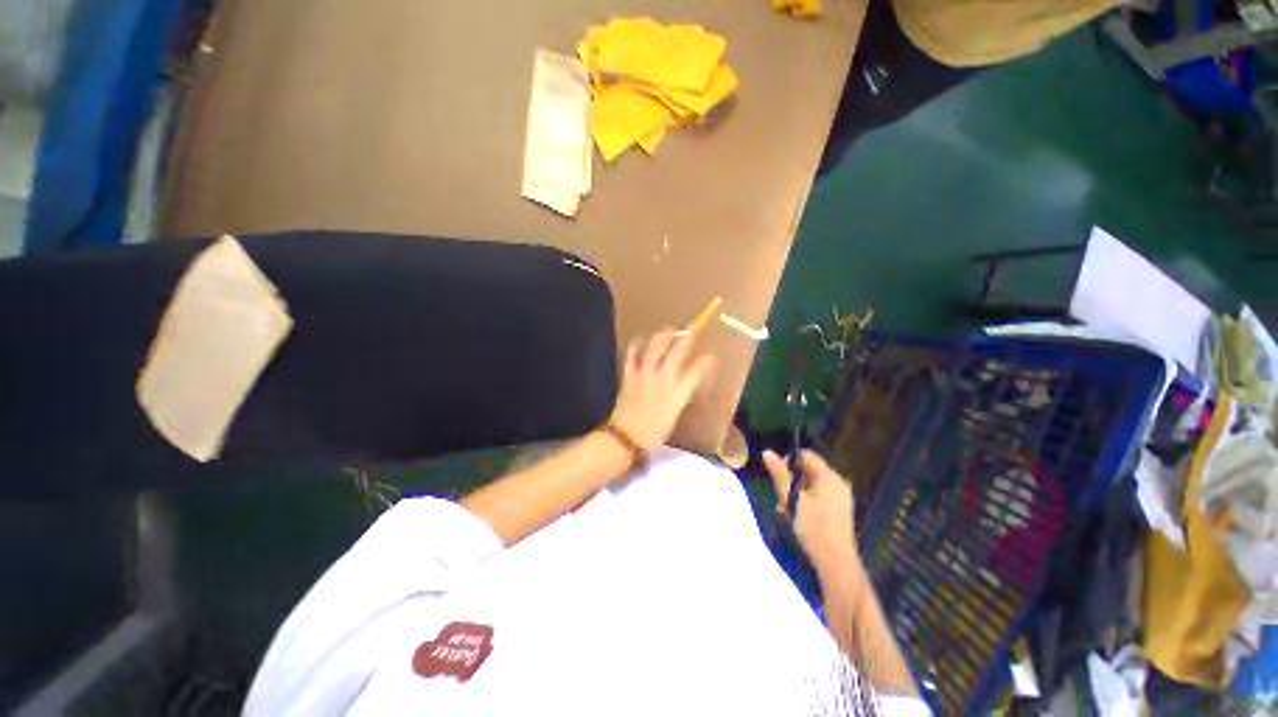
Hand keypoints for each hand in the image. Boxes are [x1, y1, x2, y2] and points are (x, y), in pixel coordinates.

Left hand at [609, 330, 714, 449]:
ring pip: (655, 346)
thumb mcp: (675, 414)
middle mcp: (664, 377)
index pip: (698, 370)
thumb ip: (681, 396)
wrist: (627, 436)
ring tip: (668, 330)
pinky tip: (641, 339)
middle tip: (690, 332)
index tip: (710, 357)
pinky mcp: (630, 373)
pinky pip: (632, 353)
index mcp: (679, 391)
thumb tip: (684, 385)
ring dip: (663, 335)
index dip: (706, 362)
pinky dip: (636, 344)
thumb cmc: (654, 431)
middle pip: (678, 350)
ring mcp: (645, 372)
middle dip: (686, 338)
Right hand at [763, 449, 857, 571]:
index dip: (788, 461)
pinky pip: (818, 493)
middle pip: (808, 469)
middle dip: (790, 479)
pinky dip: (805, 498)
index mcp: (829, 477)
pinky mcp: (839, 508)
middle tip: (779, 497)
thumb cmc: (814, 529)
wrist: (836, 563)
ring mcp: (840, 496)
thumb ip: (779, 475)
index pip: (806, 455)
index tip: (778, 478)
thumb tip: (767, 452)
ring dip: (795, 490)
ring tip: (785, 508)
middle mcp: (837, 482)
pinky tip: (796, 514)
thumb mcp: (792, 499)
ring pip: (811, 482)